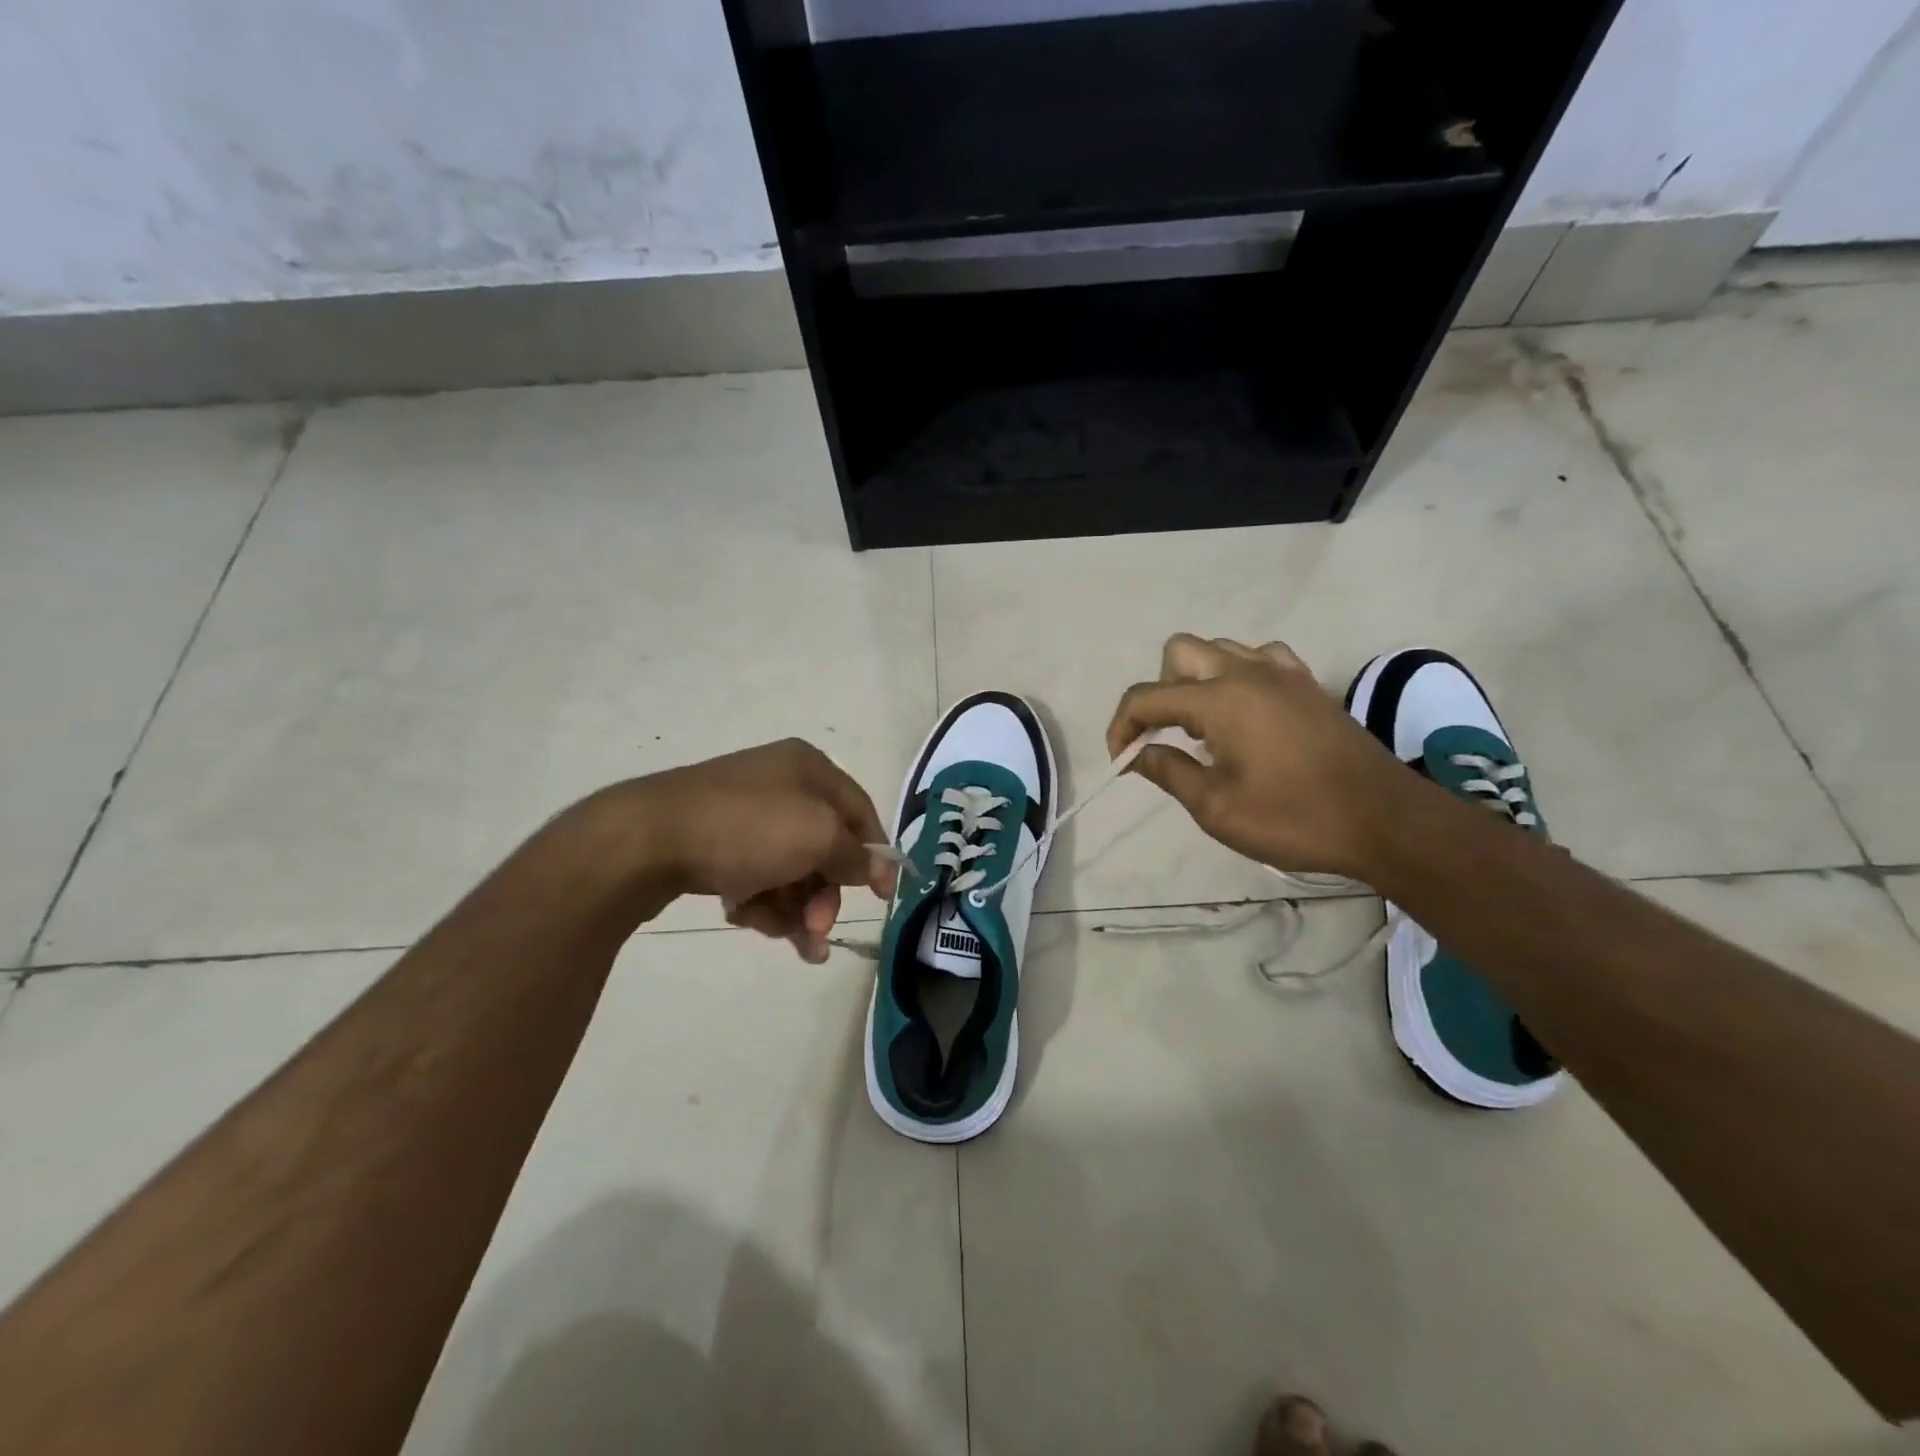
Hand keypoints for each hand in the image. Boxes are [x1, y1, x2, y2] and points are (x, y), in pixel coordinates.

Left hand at [629, 739, 896, 961]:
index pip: (859, 810)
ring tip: (788, 940)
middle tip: (818, 930)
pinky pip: (755, 876)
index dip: (875, 853)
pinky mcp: (713, 843)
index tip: (883, 897)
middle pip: (823, 847)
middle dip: (825, 895)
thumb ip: (853, 855)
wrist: (646, 840)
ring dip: (795, 909)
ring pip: (789, 869)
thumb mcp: (816, 836)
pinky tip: (745, 917)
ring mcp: (743, 814)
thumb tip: (873, 867)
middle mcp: (779, 785)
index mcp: (808, 768)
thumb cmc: (746, 828)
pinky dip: (759, 902)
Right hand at [1106, 635, 1411, 877]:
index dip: (1122, 726)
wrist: (1384, 820)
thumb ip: (1170, 772)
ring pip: (1220, 649)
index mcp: (1220, 699)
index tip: (1121, 760)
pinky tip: (1246, 712)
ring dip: (1198, 680)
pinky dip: (1239, 676)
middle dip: (1159, 690)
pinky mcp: (1307, 685)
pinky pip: (1260, 658)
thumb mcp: (1217, 808)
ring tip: (1204, 727)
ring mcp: (1282, 674)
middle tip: (1167, 735)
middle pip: (1179, 652)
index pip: (1147, 696)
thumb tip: (1139, 753)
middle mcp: (1247, 673)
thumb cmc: (1294, 817)